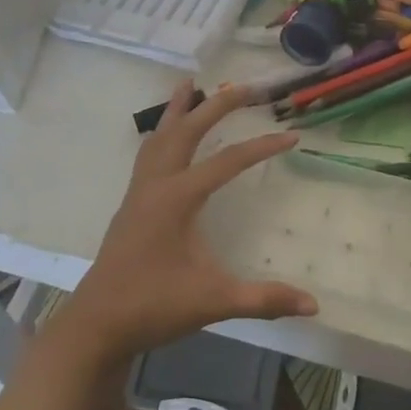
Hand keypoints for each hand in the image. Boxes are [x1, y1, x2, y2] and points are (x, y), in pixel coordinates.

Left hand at [50, 83, 317, 369]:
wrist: (97, 324)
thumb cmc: (153, 306)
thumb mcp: (213, 301)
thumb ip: (263, 300)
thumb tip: (313, 305)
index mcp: (177, 198)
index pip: (227, 162)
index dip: (262, 147)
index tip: (292, 136)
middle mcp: (157, 185)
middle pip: (186, 131)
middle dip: (215, 106)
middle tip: (243, 85)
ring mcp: (139, 193)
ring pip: (159, 137)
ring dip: (178, 110)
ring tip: (190, 85)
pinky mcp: (131, 205)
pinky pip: (148, 154)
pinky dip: (161, 134)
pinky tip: (164, 136)